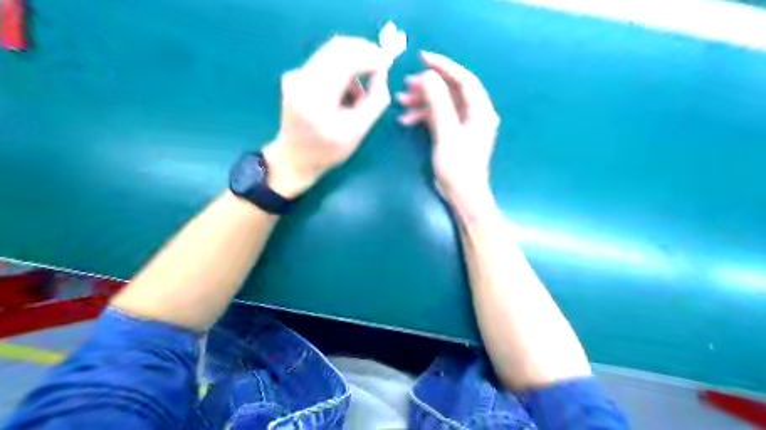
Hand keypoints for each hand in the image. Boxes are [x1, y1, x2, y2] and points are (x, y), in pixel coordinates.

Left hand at [265, 37, 394, 198]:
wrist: (294, 159)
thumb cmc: (328, 151)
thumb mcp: (358, 131)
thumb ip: (375, 100)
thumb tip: (382, 71)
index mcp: (316, 95)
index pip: (346, 58)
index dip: (370, 56)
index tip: (388, 63)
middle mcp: (302, 78)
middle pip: (338, 48)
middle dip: (363, 55)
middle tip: (380, 70)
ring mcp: (296, 75)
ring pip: (332, 54)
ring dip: (353, 67)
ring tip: (359, 98)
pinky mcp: (295, 76)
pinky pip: (324, 63)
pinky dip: (340, 73)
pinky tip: (343, 97)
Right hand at [397, 50, 499, 211]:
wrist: (463, 196)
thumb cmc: (459, 168)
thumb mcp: (447, 134)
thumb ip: (439, 104)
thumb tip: (428, 77)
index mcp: (480, 111)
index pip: (464, 79)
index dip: (444, 66)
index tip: (422, 58)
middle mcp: (474, 114)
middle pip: (451, 91)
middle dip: (427, 87)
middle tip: (405, 86)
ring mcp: (464, 125)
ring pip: (442, 104)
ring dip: (422, 102)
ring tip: (401, 103)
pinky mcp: (454, 134)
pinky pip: (438, 117)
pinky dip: (423, 116)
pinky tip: (407, 120)